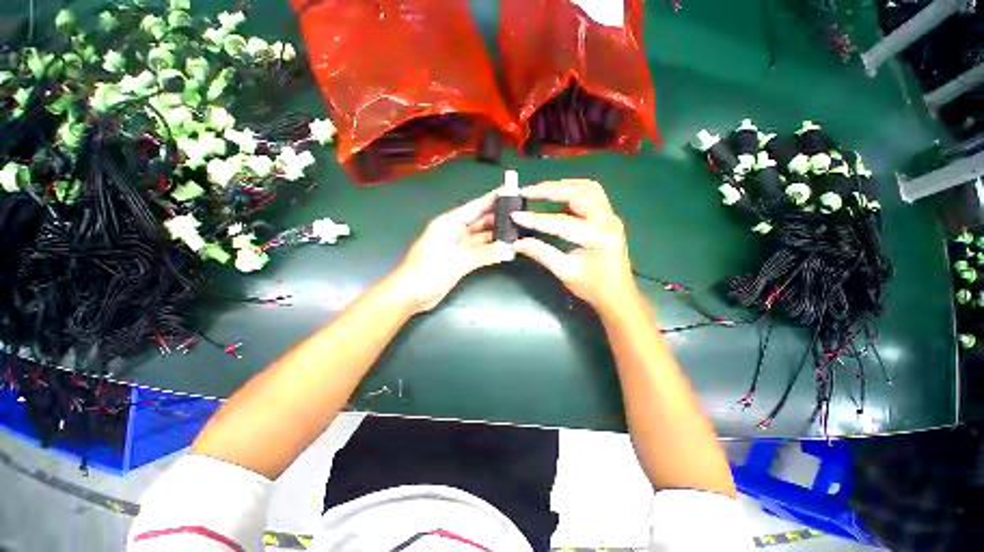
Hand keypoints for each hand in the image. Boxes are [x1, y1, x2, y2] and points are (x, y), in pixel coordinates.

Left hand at [391, 188, 515, 312]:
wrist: (410, 295)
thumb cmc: (427, 273)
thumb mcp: (457, 262)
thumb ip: (484, 254)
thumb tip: (510, 250)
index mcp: (450, 223)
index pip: (476, 206)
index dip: (493, 198)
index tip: (512, 190)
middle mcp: (455, 230)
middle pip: (480, 220)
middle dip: (499, 217)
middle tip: (522, 214)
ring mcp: (458, 245)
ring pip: (481, 235)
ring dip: (497, 234)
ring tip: (518, 231)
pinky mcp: (460, 258)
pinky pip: (479, 249)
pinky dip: (491, 248)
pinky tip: (505, 247)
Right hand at [512, 179, 637, 314]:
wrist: (618, 294)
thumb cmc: (594, 287)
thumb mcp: (565, 272)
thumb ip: (541, 254)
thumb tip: (518, 243)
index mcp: (598, 236)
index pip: (561, 222)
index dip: (536, 219)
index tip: (515, 216)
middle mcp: (607, 219)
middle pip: (577, 193)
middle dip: (548, 190)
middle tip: (525, 192)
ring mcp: (610, 216)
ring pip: (587, 188)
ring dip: (562, 185)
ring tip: (540, 190)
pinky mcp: (607, 216)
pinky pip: (591, 194)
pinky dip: (573, 190)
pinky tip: (557, 196)